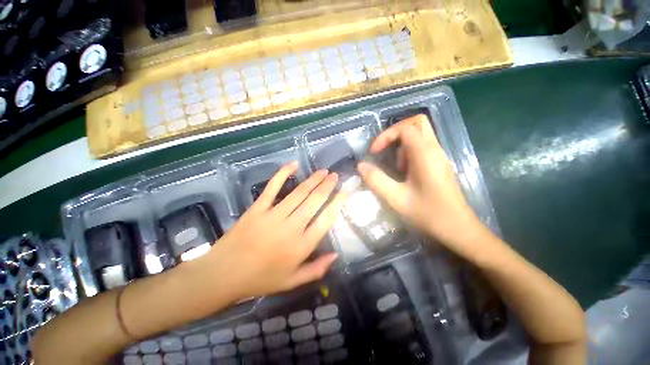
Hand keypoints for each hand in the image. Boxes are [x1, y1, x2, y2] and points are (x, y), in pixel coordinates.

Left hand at [204, 162, 347, 299]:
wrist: (223, 275)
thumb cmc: (260, 280)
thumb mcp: (292, 282)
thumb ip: (316, 270)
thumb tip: (336, 255)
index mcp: (301, 246)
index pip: (326, 219)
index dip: (337, 203)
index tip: (345, 192)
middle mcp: (291, 228)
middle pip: (314, 201)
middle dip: (327, 186)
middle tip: (335, 176)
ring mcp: (273, 215)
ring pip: (299, 193)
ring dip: (313, 180)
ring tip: (323, 171)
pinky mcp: (258, 208)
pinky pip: (272, 187)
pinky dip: (283, 174)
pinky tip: (293, 165)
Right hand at [357, 115, 482, 250]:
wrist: (458, 229)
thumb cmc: (428, 214)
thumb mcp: (396, 198)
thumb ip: (376, 180)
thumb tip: (361, 166)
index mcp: (425, 154)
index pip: (405, 128)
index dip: (385, 136)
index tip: (373, 153)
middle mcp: (435, 149)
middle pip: (417, 123)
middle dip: (395, 133)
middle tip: (384, 150)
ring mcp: (439, 156)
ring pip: (419, 135)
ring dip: (401, 146)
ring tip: (396, 169)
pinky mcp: (439, 164)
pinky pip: (422, 148)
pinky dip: (408, 153)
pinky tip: (404, 174)